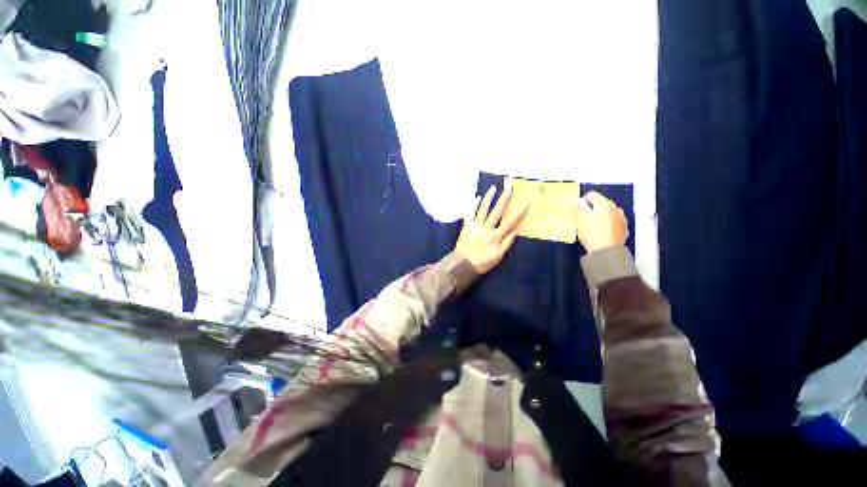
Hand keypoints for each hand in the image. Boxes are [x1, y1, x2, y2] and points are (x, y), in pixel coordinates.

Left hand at [455, 184, 529, 273]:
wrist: (463, 264)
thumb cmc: (482, 262)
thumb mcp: (498, 257)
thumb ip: (507, 243)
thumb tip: (516, 231)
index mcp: (495, 236)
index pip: (509, 222)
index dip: (519, 212)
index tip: (525, 202)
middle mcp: (486, 228)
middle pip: (496, 211)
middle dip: (504, 199)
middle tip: (509, 187)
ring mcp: (475, 226)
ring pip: (483, 209)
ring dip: (488, 198)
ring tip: (493, 187)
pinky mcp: (466, 226)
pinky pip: (470, 213)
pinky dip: (473, 205)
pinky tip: (477, 198)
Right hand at [574, 191, 627, 253]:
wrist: (607, 252)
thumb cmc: (592, 235)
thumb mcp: (580, 221)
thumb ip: (576, 209)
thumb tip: (574, 202)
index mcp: (604, 204)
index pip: (591, 195)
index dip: (582, 202)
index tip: (578, 211)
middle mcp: (615, 208)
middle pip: (600, 203)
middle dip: (591, 209)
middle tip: (583, 220)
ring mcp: (621, 217)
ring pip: (607, 212)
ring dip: (599, 216)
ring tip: (592, 227)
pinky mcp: (623, 227)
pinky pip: (612, 220)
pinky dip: (606, 223)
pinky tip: (600, 232)